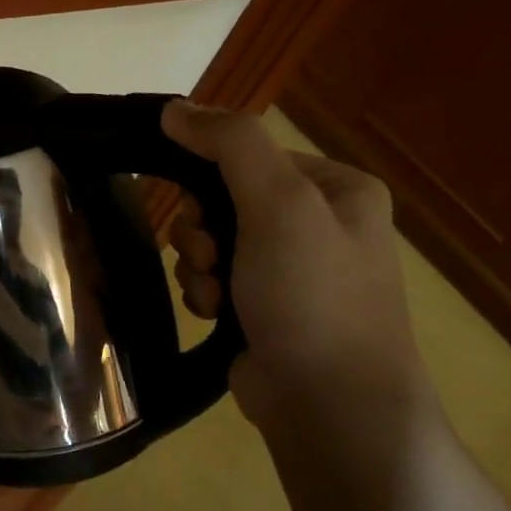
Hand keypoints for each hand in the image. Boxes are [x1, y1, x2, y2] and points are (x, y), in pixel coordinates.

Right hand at [160, 102, 430, 434]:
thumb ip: (230, 144)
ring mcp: (290, 271)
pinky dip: (204, 292)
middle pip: (223, 199)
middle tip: (210, 254)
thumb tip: (174, 108)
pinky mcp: (263, 308)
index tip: (198, 207)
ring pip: (210, 242)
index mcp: (336, 189)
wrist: (329, 402)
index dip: (209, 176)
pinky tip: (214, 314)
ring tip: (214, 294)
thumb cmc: (312, 294)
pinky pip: (213, 279)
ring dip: (198, 264)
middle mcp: (317, 224)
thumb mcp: (279, 204)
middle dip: (201, 229)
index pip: (249, 155)